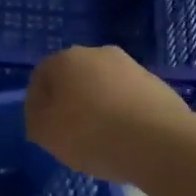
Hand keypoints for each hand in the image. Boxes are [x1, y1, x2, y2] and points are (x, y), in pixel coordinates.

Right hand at [25, 46, 192, 185]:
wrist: (160, 142)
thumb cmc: (91, 134)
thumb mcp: (46, 133)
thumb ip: (36, 120)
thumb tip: (42, 114)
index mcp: (66, 59)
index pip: (40, 77)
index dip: (36, 105)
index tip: (41, 130)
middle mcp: (99, 53)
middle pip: (73, 79)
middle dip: (68, 103)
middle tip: (67, 134)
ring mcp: (132, 67)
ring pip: (102, 88)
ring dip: (96, 108)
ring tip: (98, 141)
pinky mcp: (157, 85)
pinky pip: (127, 100)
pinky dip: (121, 115)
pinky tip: (123, 140)